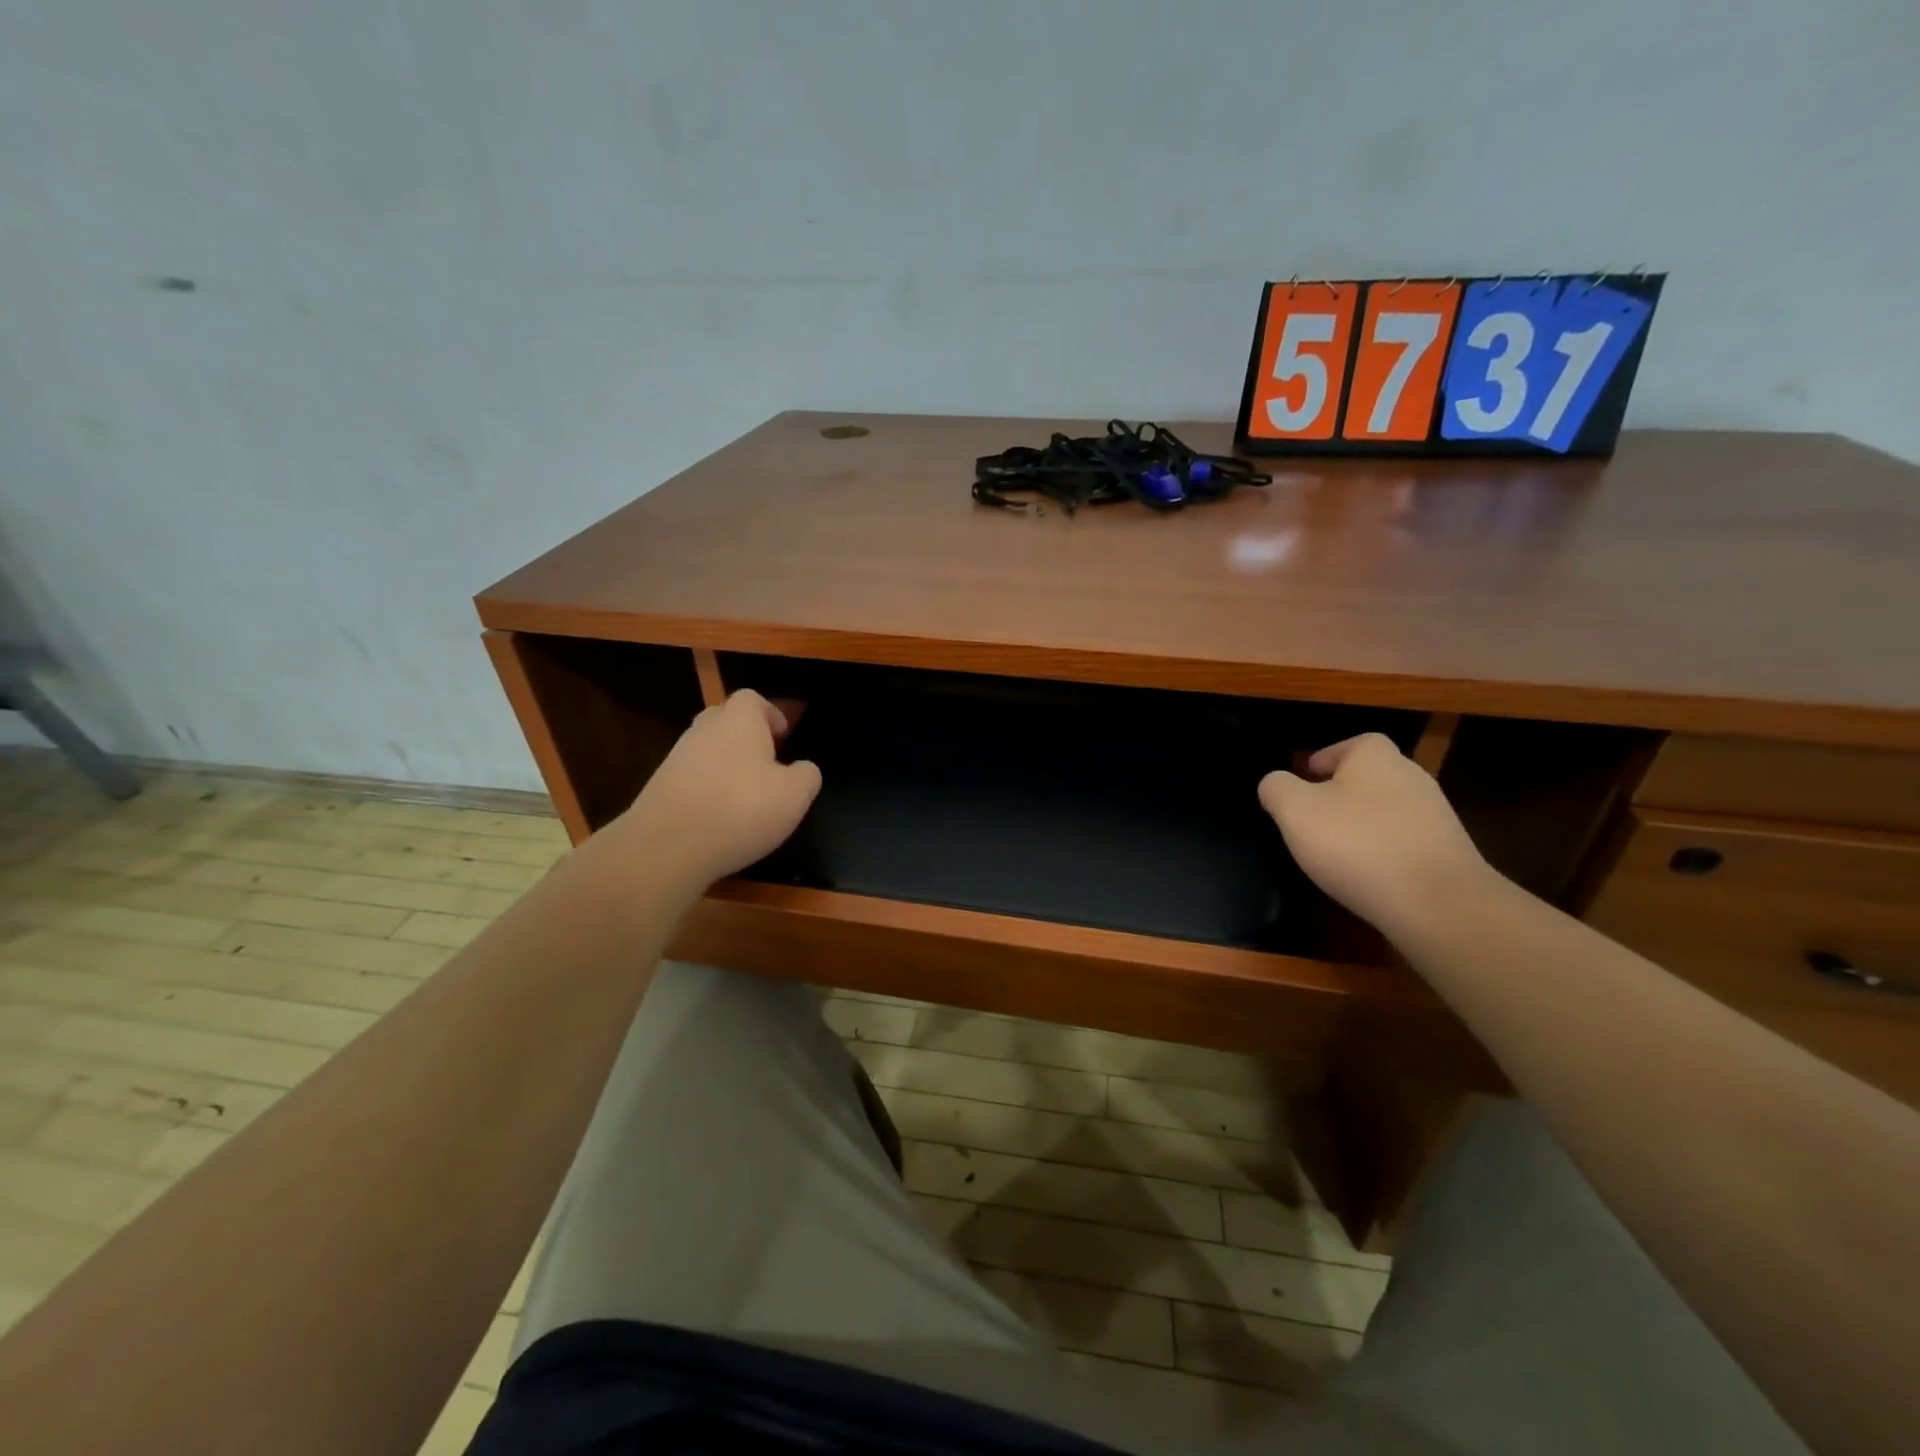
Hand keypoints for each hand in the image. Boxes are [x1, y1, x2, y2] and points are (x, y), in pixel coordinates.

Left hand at [614, 690, 821, 889]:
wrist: (667, 847)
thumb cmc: (741, 809)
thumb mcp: (795, 795)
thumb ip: (806, 775)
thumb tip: (802, 769)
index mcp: (739, 721)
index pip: (753, 699)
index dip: (771, 714)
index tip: (784, 737)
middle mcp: (704, 730)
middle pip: (725, 719)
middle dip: (746, 735)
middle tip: (766, 761)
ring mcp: (676, 758)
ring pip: (707, 749)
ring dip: (726, 764)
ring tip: (745, 794)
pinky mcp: (659, 787)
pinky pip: (691, 777)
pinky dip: (706, 789)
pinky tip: (719, 816)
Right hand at [1258, 732, 1494, 940]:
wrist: (1437, 904)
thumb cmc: (1357, 843)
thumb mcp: (1295, 811)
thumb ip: (1277, 789)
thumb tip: (1275, 783)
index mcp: (1376, 758)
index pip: (1351, 744)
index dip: (1326, 758)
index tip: (1305, 779)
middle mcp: (1412, 778)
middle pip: (1370, 778)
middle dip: (1342, 794)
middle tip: (1312, 818)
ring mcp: (1435, 818)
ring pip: (1387, 812)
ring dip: (1362, 826)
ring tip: (1335, 852)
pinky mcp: (1447, 855)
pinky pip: (1404, 844)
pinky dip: (1383, 854)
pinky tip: (1366, 877)